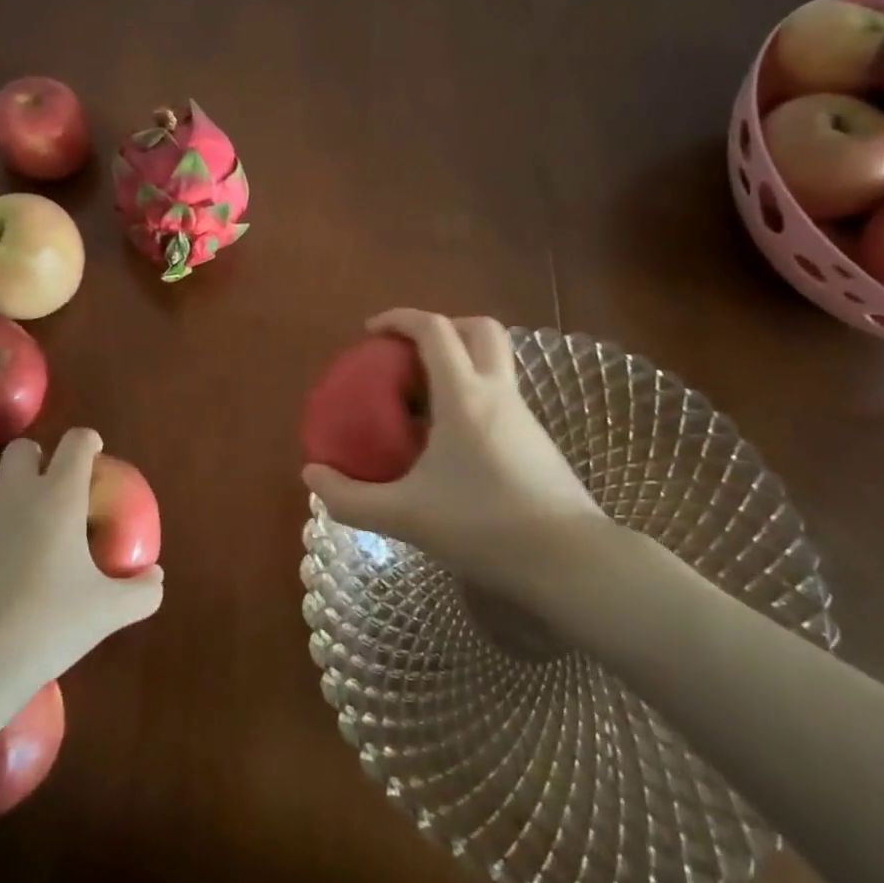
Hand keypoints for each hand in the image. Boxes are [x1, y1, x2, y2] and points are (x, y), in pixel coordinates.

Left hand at [0, 427, 163, 685]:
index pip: (76, 442)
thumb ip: (141, 591)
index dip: (87, 442)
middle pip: (22, 449)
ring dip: (0, 496)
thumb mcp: (108, 612)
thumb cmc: (47, 625)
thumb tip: (156, 577)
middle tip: (49, 491)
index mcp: (59, 495)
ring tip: (10, 530)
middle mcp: (14, 492)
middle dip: (37, 460)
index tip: (93, 454)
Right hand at [302, 309, 611, 595]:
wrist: (572, 564)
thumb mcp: (406, 516)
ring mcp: (524, 417)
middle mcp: (498, 393)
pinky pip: (499, 397)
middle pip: (478, 329)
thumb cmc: (485, 527)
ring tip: (422, 405)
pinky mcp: (537, 442)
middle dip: (442, 328)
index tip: (371, 332)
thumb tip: (311, 476)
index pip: (434, 329)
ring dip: (459, 364)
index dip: (399, 318)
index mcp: (465, 395)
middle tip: (409, 355)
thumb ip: (351, 498)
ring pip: (494, 363)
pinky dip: (472, 397)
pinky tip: (451, 445)